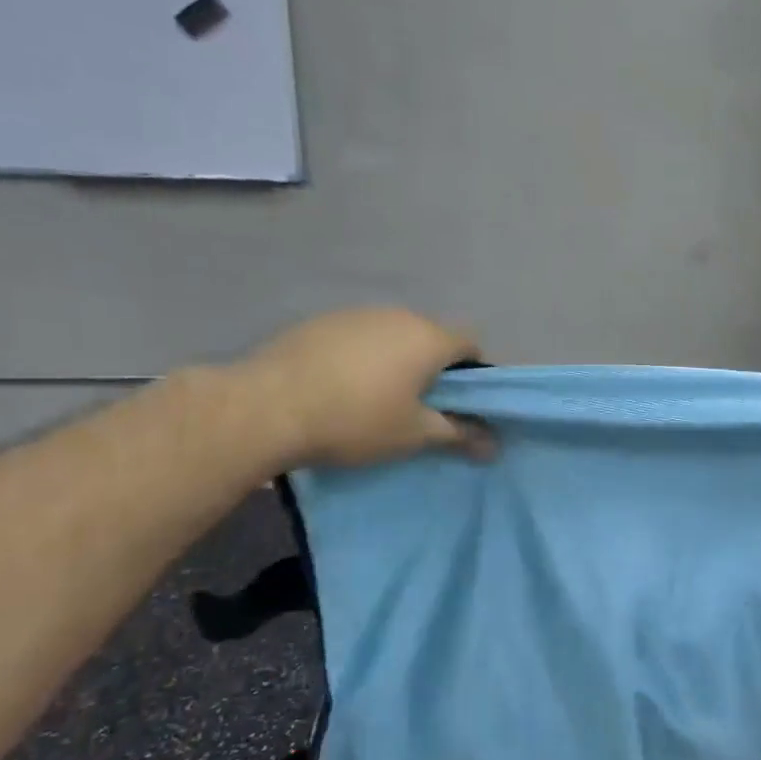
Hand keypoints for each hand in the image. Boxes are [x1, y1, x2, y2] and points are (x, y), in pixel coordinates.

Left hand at [232, 308, 486, 469]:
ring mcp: (356, 314)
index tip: (459, 403)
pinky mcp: (320, 322)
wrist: (266, 407)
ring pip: (393, 336)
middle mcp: (398, 315)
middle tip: (419, 407)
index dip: (474, 373)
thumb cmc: (356, 420)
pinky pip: (358, 337)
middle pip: (431, 338)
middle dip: (433, 368)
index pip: (471, 343)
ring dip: (395, 361)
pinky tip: (339, 387)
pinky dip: (361, 358)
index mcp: (428, 337)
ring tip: (374, 399)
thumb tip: (494, 445)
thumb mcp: (414, 435)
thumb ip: (459, 434)